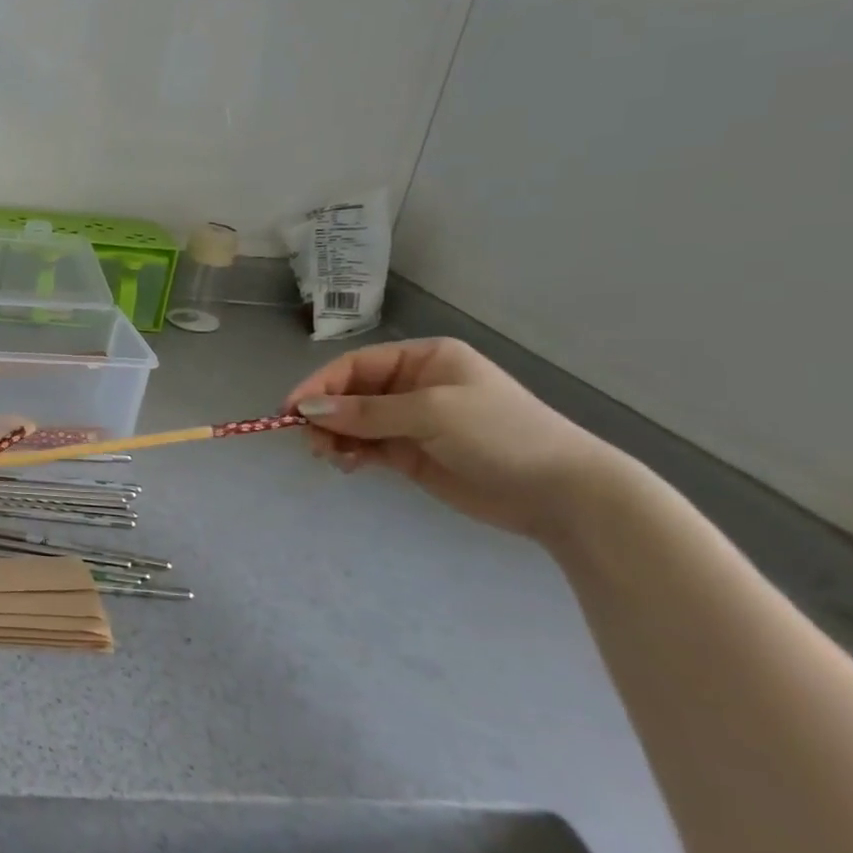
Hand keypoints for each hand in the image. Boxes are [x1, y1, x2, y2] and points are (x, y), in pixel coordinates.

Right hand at [284, 338, 622, 540]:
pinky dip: (350, 453)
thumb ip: (365, 412)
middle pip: (349, 393)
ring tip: (328, 456)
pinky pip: (366, 447)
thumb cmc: (500, 434)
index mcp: (423, 360)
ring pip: (353, 422)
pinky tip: (347, 465)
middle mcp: (413, 385)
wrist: (562, 493)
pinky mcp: (411, 453)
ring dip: (334, 436)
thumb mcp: (431, 413)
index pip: (355, 365)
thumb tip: (306, 409)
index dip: (320, 385)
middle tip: (309, 442)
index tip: (290, 409)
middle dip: (325, 414)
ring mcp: (411, 421)